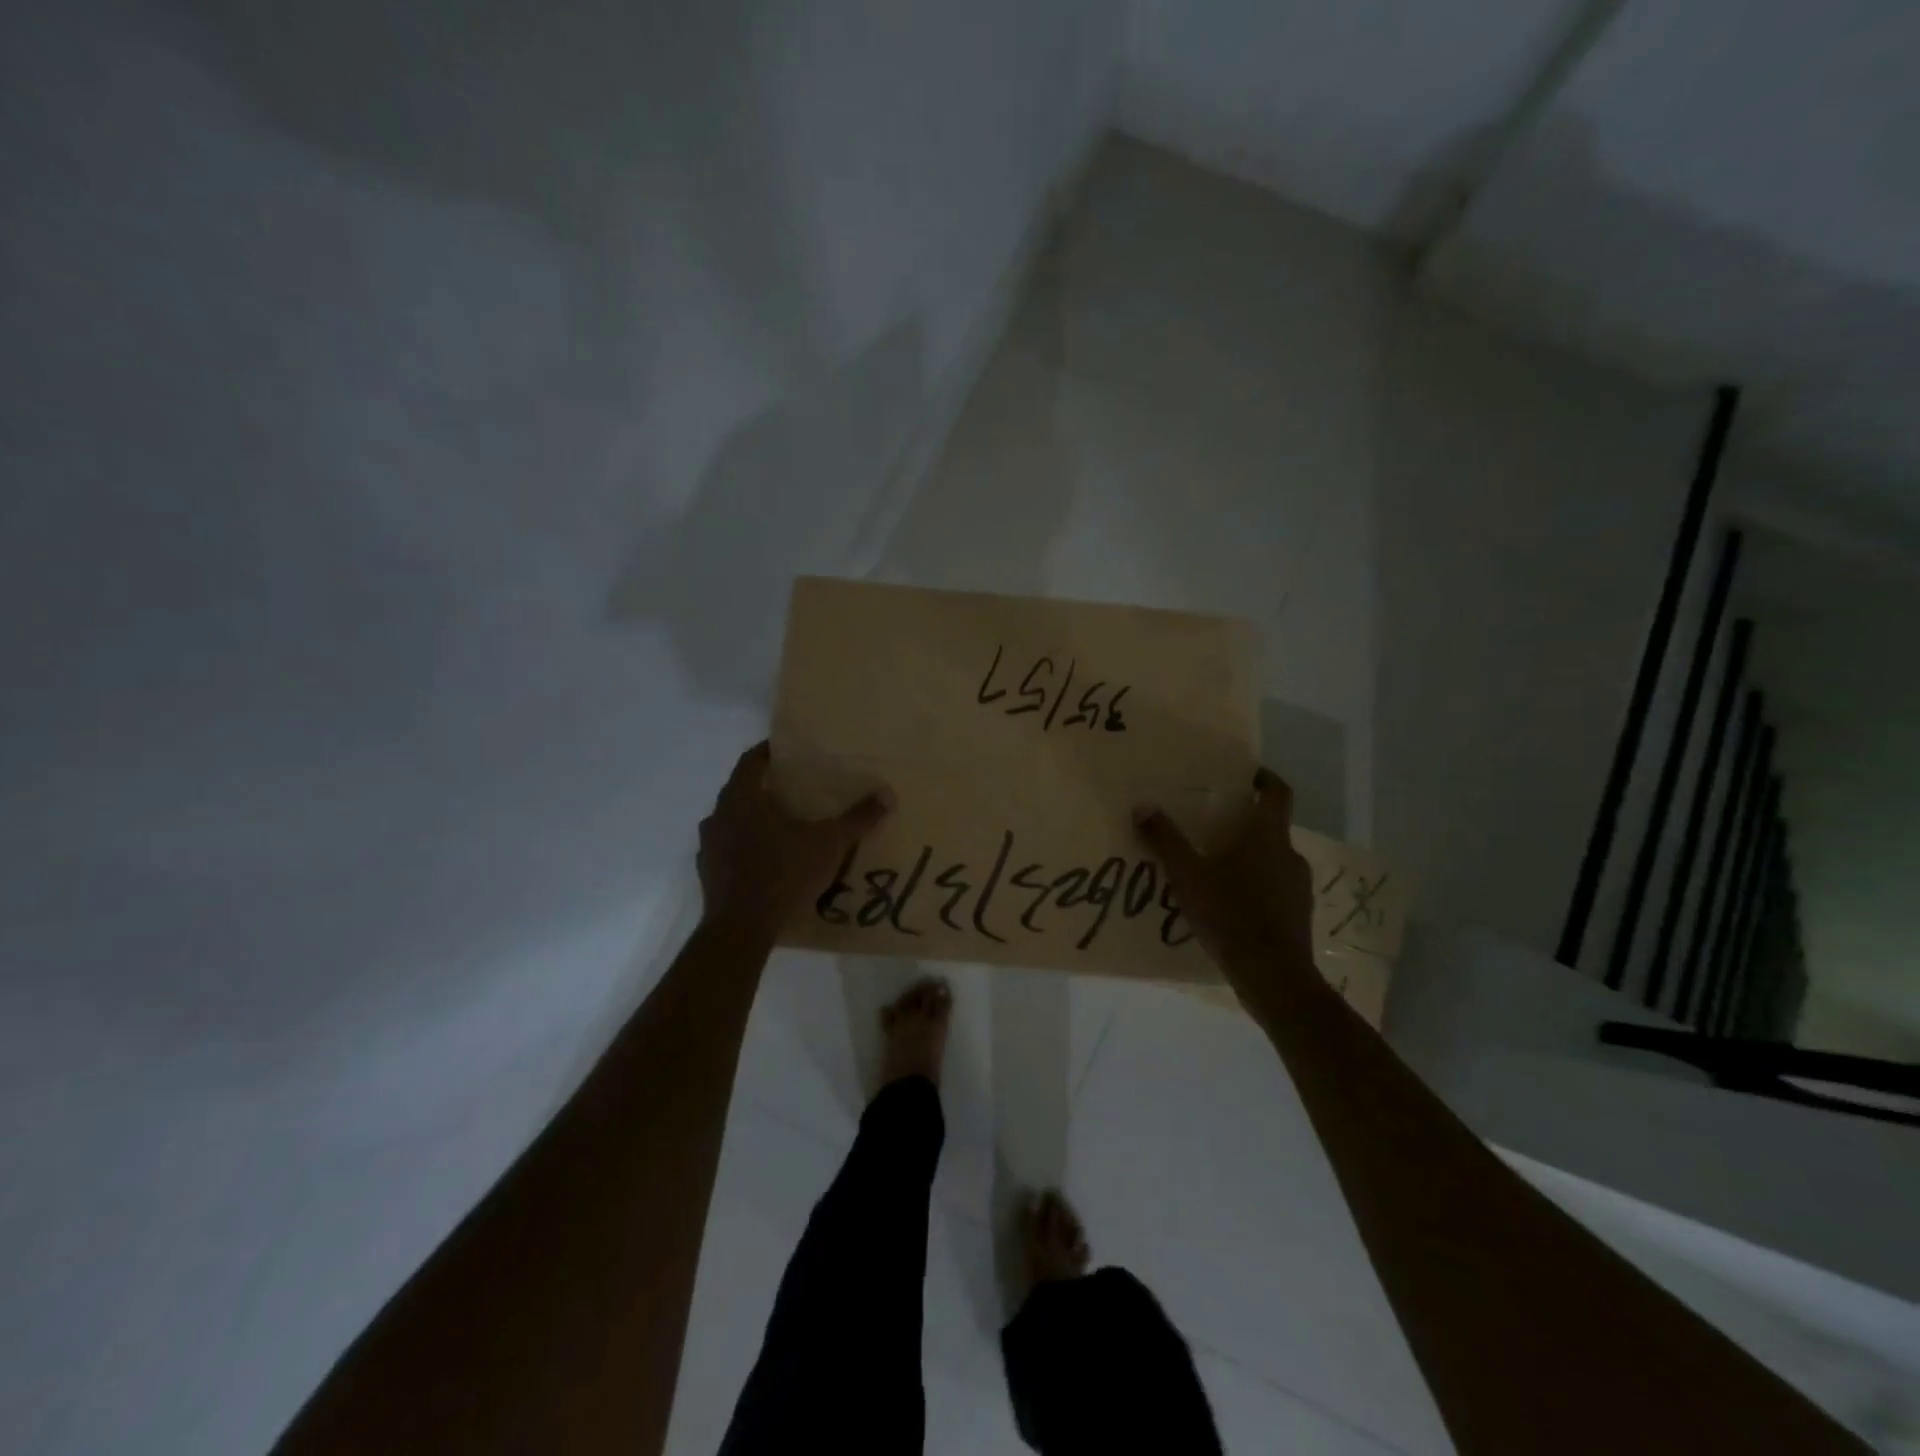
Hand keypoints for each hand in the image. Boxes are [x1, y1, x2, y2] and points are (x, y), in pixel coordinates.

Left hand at [698, 742, 892, 939]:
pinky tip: (768, 860)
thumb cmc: (782, 875)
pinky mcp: (707, 873)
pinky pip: (728, 849)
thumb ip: (857, 819)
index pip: (751, 760)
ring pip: (733, 820)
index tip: (791, 751)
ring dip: (754, 819)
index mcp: (741, 798)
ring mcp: (709, 846)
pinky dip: (746, 847)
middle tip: (796, 789)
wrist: (741, 929)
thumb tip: (888, 795)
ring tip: (784, 825)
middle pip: (741, 789)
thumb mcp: (828, 845)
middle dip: (766, 787)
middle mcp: (718, 815)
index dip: (770, 752)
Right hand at [1133, 768, 1316, 1001]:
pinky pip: (1274, 888)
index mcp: (1268, 836)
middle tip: (1211, 826)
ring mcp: (1298, 886)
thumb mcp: (1187, 875)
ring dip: (1248, 857)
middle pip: (1271, 827)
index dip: (1265, 779)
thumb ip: (1165, 840)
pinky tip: (1228, 904)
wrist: (1273, 976)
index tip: (1246, 775)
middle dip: (1243, 823)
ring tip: (1214, 868)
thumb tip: (1142, 807)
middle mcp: (1289, 854)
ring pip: (1272, 859)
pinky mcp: (1297, 914)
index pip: (1278, 793)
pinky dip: (1254, 886)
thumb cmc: (1230, 914)